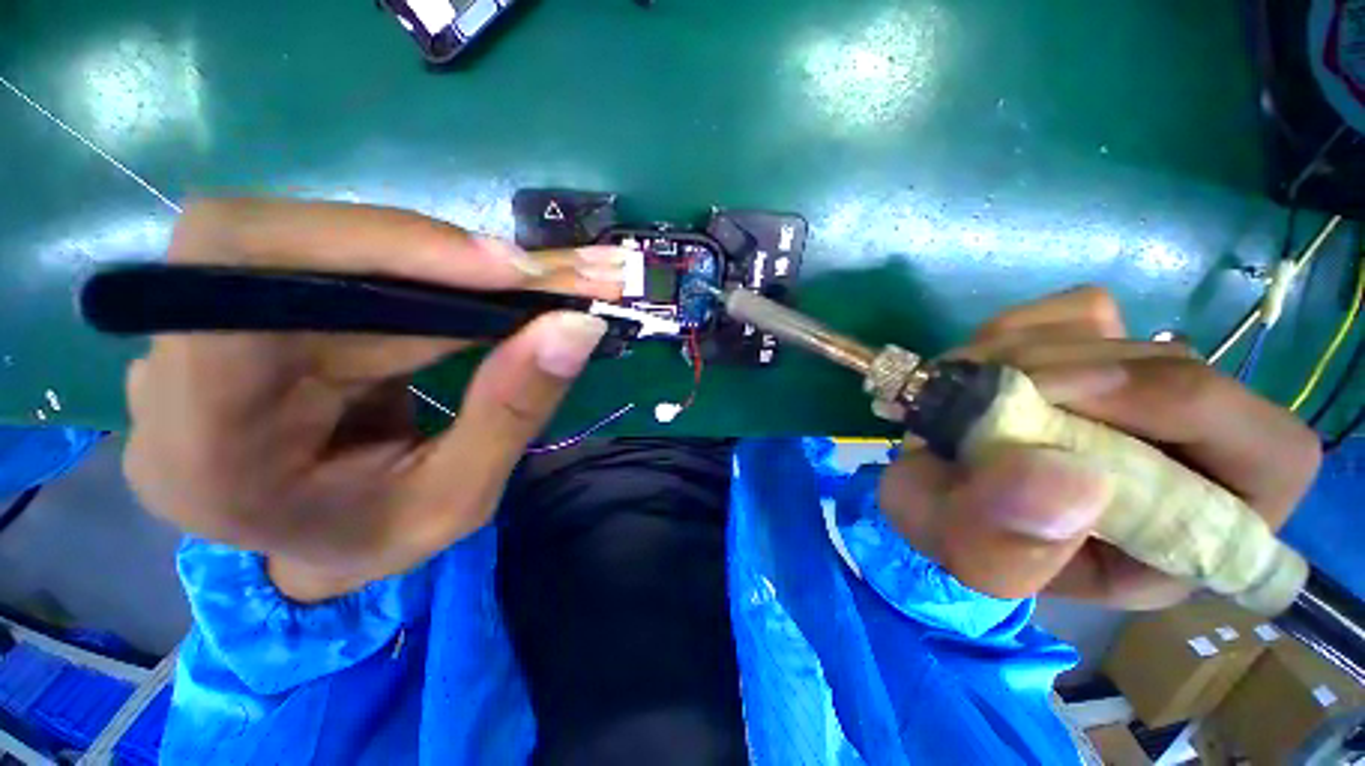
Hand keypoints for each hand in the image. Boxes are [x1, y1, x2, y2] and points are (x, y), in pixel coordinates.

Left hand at [123, 198, 626, 600]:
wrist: (313, 547)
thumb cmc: (376, 540)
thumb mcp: (458, 500)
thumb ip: (512, 411)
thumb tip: (576, 327)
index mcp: (204, 443)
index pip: (246, 274)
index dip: (382, 244)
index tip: (508, 269)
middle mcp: (177, 367)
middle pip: (297, 247)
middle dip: (443, 259)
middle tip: (546, 279)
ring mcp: (199, 329)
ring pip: (327, 247)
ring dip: (442, 265)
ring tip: (523, 290)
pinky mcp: (245, 309)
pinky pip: (338, 262)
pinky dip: (422, 273)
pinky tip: (474, 295)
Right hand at [878, 287, 1320, 608]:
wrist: (941, 494)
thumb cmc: (971, 539)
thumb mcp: (976, 562)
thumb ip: (1011, 547)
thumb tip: (1068, 478)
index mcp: (1197, 528)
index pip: (1271, 453)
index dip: (1178, 408)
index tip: (1054, 401)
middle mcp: (1193, 450)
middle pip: (1180, 368)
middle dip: (1073, 374)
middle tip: (987, 391)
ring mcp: (1144, 387)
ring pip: (1117, 333)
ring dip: (1021, 355)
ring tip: (965, 395)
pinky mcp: (1098, 348)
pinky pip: (1074, 312)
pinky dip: (1014, 332)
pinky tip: (980, 370)